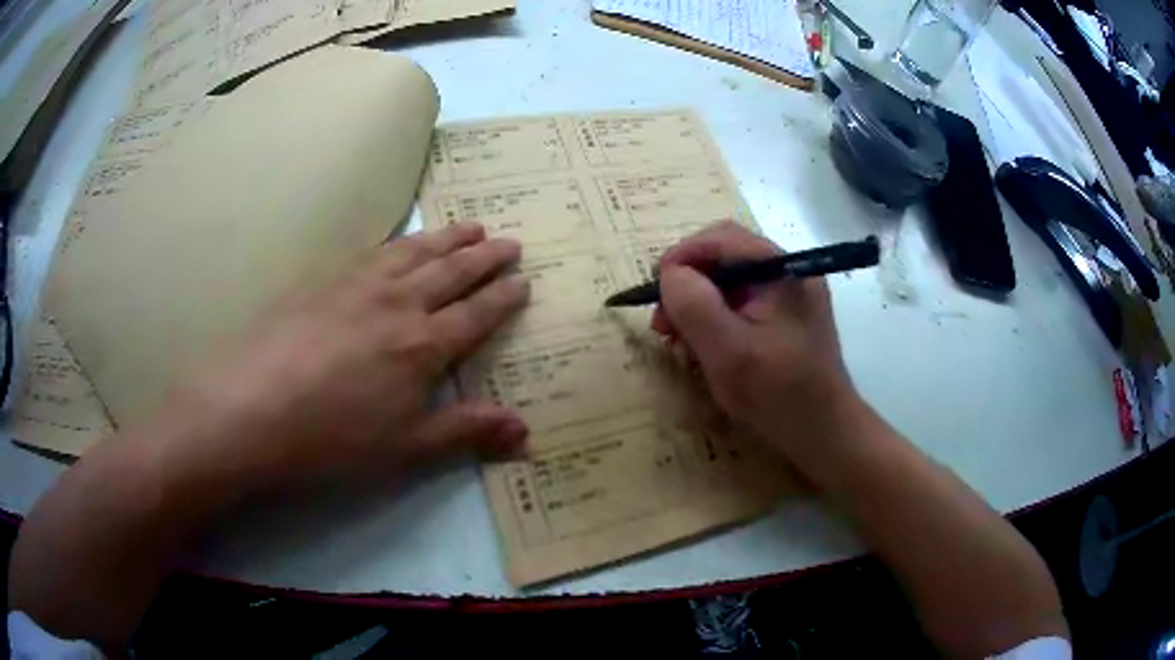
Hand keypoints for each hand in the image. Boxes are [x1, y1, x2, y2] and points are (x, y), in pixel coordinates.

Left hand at [156, 221, 529, 493]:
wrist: (251, 406)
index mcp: (423, 345)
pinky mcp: (324, 277)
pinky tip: (403, 239)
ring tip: (471, 225)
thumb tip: (528, 433)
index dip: (503, 297)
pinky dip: (401, 240)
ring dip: (448, 237)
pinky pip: (375, 249)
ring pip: (416, 251)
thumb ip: (467, 431)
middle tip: (509, 241)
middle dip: (485, 256)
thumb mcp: (406, 447)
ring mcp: (358, 283)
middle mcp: (398, 303)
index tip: (523, 280)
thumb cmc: (332, 437)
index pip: (476, 313)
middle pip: (452, 271)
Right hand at [652, 222, 860, 466]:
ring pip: (729, 281)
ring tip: (680, 340)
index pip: (720, 239)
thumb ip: (694, 305)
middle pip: (724, 257)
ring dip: (698, 304)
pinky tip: (706, 347)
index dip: (680, 259)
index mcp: (780, 269)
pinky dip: (716, 319)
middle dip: (687, 284)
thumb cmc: (778, 394)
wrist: (824, 434)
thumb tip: (670, 274)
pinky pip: (742, 303)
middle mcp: (787, 272)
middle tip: (664, 324)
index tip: (655, 295)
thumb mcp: (728, 351)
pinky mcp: (786, 318)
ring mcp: (789, 295)